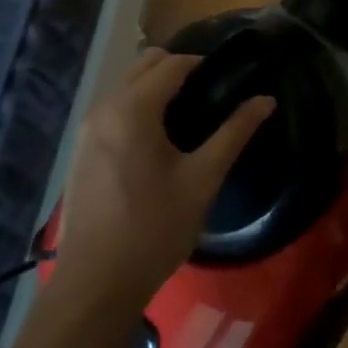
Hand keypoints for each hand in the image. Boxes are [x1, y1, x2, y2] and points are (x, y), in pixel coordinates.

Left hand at [53, 49, 273, 310]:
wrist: (96, 284)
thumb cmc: (154, 228)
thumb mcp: (202, 179)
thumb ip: (234, 133)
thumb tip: (266, 100)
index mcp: (133, 108)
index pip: (172, 64)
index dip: (202, 63)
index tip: (229, 75)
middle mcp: (104, 107)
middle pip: (144, 64)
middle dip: (177, 68)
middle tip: (210, 91)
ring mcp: (87, 128)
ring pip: (126, 84)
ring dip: (155, 85)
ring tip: (188, 112)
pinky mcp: (81, 148)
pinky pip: (113, 107)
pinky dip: (137, 104)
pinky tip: (157, 137)